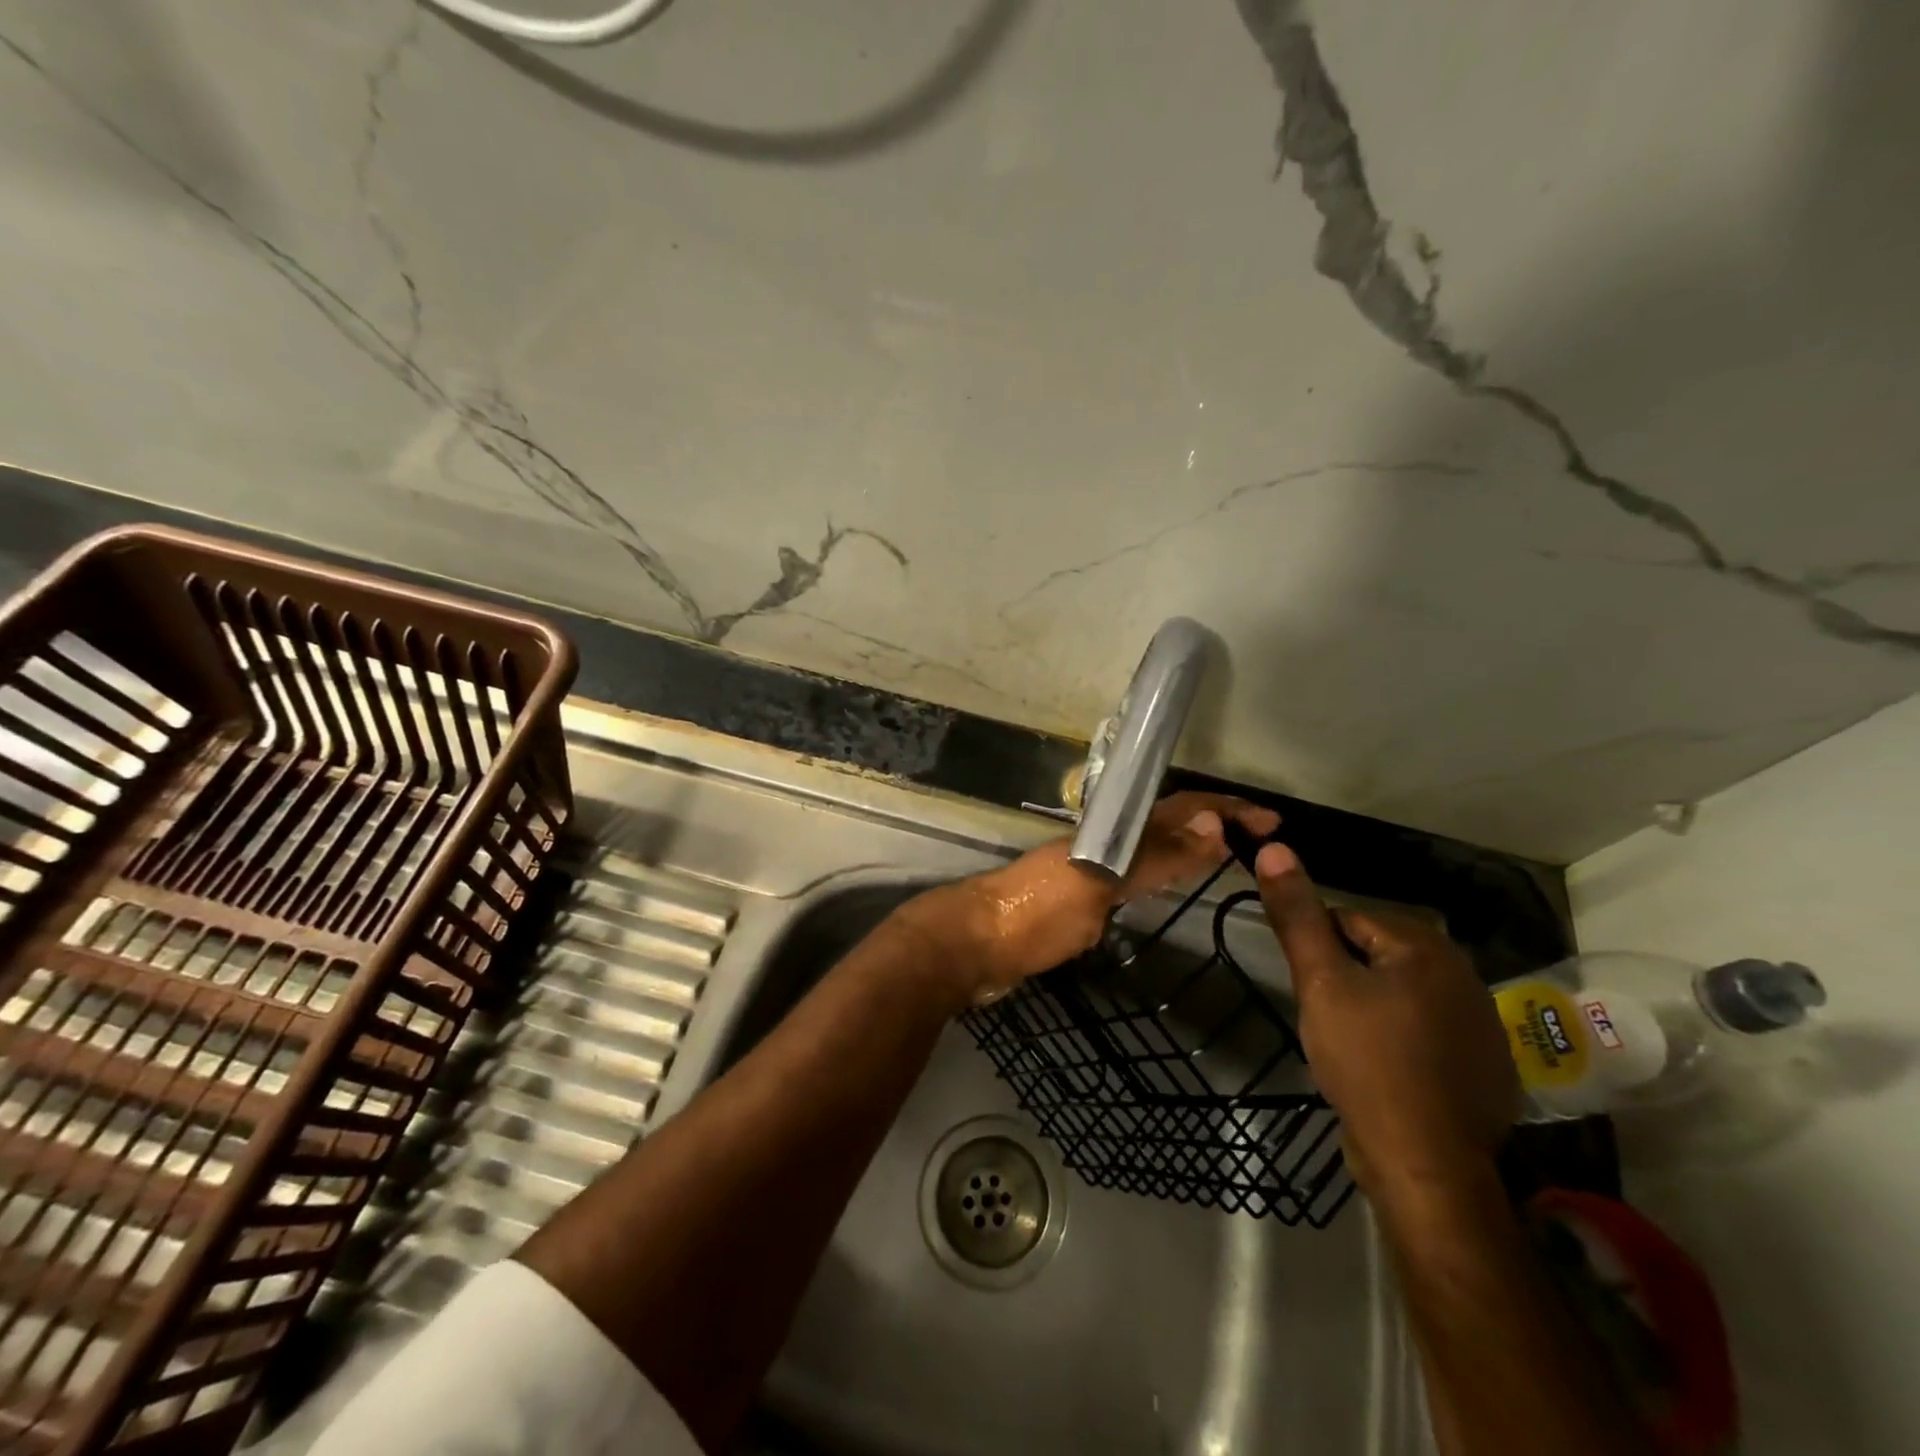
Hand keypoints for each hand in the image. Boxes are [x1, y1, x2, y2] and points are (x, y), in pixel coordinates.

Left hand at [899, 792, 1279, 1006]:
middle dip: (1216, 825)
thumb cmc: (1035, 913)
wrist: (974, 945)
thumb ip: (1153, 857)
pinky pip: (1136, 876)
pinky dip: (1165, 874)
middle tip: (1262, 842)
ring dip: (1193, 846)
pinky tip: (1174, 887)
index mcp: (1110, 830)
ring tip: (1231, 858)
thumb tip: (1214, 824)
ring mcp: (1091, 869)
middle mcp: (1104, 842)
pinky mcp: (1081, 899)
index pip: (1180, 809)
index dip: (1226, 811)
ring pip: (1153, 848)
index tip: (1273, 822)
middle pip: (1170, 824)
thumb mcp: (1098, 883)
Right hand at [1252, 843, 1517, 1199]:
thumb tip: (1275, 848)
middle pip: (1376, 957)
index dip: (1319, 953)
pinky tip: (1386, 1073)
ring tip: (1352, 1048)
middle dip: (1345, 981)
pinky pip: (1424, 1033)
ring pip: (1398, 995)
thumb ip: (1297, 915)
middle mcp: (1464, 975)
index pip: (1349, 920)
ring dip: (1370, 1010)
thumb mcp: (1320, 982)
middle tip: (1328, 1021)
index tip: (1312, 991)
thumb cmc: (1368, 1061)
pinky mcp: (1484, 1067)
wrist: (1425, 1164)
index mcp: (1426, 946)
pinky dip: (1401, 1042)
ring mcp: (1481, 1025)